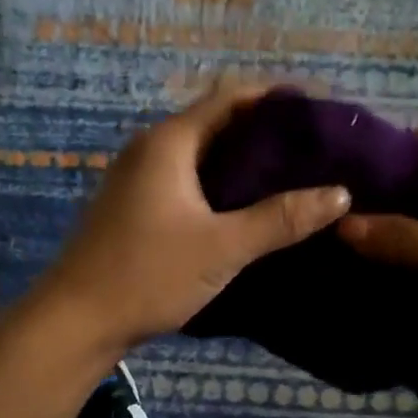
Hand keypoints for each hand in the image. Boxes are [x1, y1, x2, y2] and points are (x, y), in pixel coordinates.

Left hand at [40, 85, 352, 355]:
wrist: (76, 321)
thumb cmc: (147, 275)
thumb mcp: (222, 248)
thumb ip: (281, 219)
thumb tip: (340, 194)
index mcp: (169, 142)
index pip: (231, 97)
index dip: (277, 99)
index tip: (320, 113)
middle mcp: (151, 150)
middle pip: (217, 123)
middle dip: (265, 133)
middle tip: (315, 150)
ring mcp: (139, 180)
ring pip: (202, 156)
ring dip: (243, 163)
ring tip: (294, 178)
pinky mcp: (136, 208)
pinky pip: (188, 182)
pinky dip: (222, 187)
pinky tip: (250, 210)